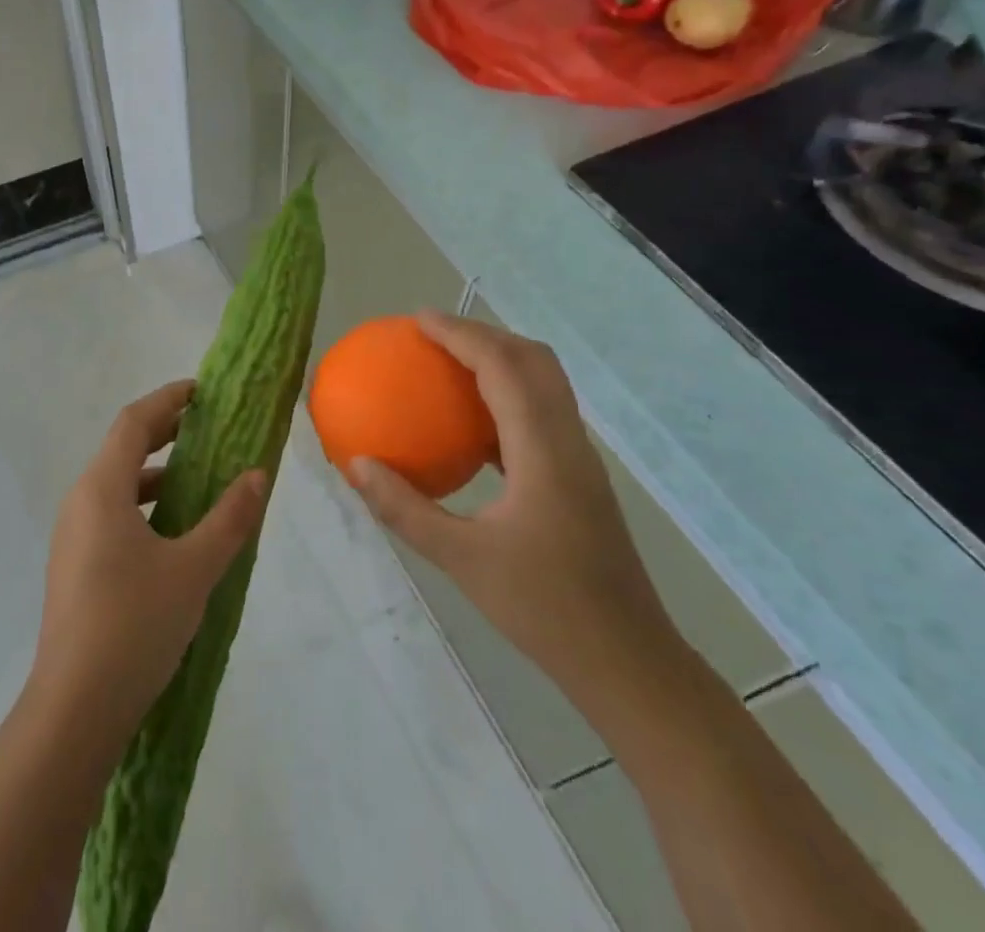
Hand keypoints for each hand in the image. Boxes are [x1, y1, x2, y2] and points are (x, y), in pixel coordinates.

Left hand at [28, 380, 268, 744]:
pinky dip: (142, 502)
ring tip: (195, 476)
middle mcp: (80, 501)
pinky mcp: (73, 565)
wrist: (74, 708)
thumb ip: (229, 518)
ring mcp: (72, 535)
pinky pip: (110, 512)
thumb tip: (258, 475)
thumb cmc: (134, 625)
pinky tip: (171, 530)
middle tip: (205, 426)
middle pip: (121, 447)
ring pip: (115, 483)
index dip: (168, 399)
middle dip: (163, 431)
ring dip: (153, 470)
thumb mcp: (194, 569)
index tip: (201, 391)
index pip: (134, 422)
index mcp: (101, 488)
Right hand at [348, 311, 681, 694]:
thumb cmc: (545, 610)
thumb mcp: (461, 560)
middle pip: (533, 360)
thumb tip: (355, 464)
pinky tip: (470, 426)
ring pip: (544, 384)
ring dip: (499, 360)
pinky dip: (505, 397)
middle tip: (433, 335)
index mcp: (543, 450)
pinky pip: (541, 414)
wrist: (629, 663)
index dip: (461, 333)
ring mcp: (579, 459)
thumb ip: (404, 508)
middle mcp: (568, 441)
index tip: (417, 320)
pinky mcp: (579, 479)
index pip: (502, 366)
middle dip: (483, 334)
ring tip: (449, 365)